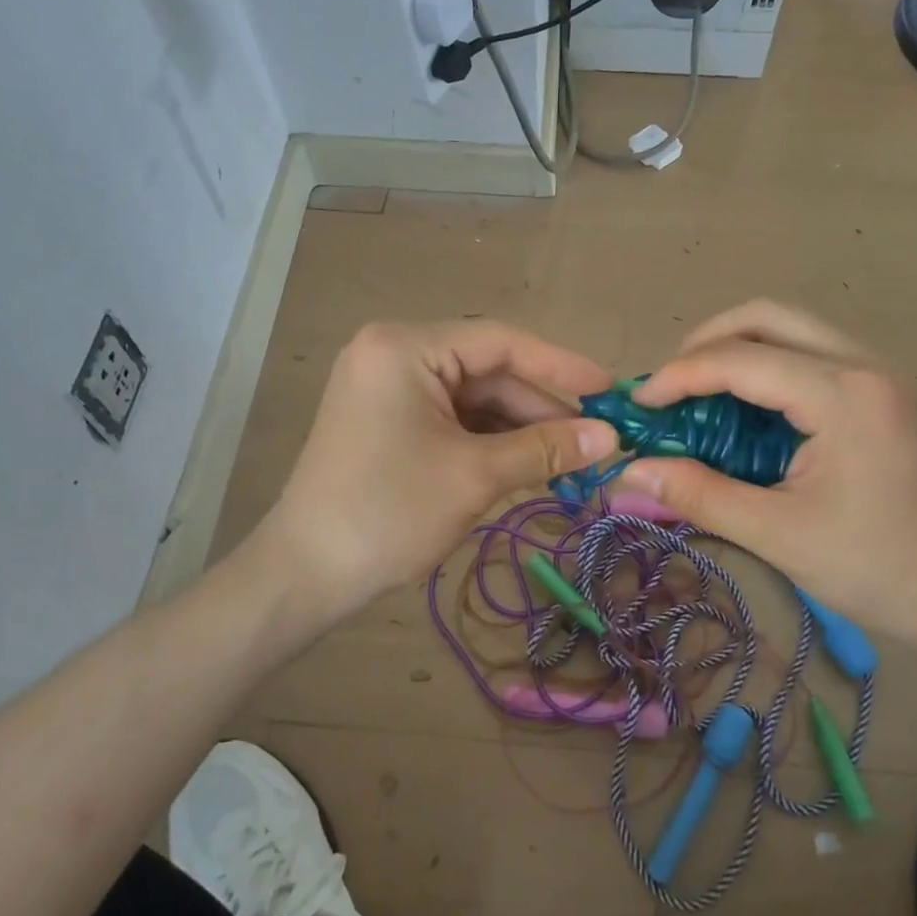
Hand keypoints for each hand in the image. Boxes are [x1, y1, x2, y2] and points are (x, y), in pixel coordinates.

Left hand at [249, 320, 616, 630]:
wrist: (306, 574)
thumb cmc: (389, 513)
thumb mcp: (475, 476)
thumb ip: (546, 449)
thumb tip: (610, 438)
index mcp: (406, 347)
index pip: (500, 341)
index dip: (560, 366)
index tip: (610, 391)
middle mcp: (394, 355)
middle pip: (488, 371)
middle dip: (541, 408)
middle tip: (597, 439)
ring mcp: (388, 388)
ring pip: (474, 399)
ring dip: (520, 429)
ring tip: (572, 459)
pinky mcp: (388, 421)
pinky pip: (453, 420)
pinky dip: (490, 442)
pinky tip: (530, 464)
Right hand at [618, 301, 916, 659]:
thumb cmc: (878, 570)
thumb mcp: (778, 535)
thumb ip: (699, 494)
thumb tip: (628, 472)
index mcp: (844, 396)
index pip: (741, 359)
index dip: (680, 376)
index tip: (639, 407)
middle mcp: (864, 366)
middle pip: (767, 316)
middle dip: (705, 343)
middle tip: (669, 389)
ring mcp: (877, 375)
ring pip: (790, 328)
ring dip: (734, 350)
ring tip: (696, 396)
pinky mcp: (879, 392)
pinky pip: (808, 354)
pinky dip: (763, 368)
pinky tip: (742, 410)